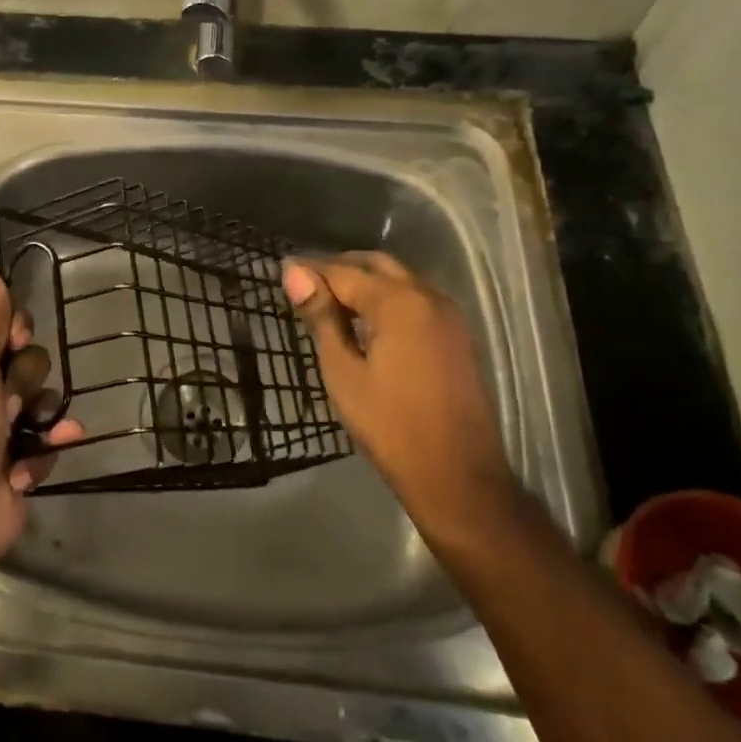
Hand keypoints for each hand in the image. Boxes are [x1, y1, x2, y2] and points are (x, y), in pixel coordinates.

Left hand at [0, 269, 83, 573]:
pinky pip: (49, 438)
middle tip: (9, 397)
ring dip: (40, 414)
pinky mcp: (21, 458)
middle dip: (27, 376)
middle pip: (27, 358)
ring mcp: (1, 425)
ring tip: (24, 433)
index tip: (16, 338)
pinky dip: (46, 447)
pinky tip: (39, 455)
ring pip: (43, 398)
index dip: (13, 327)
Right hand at [283, 252, 519, 546]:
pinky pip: (416, 299)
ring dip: (365, 281)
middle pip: (376, 265)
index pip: (343, 271)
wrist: (457, 476)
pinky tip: (367, 322)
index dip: (310, 270)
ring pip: (399, 280)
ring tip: (330, 303)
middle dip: (339, 268)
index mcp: (398, 302)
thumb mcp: (343, 371)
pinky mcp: (457, 336)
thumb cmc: (389, 426)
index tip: (283, 271)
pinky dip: (388, 298)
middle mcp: (427, 296)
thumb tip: (294, 272)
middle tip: (305, 285)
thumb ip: (321, 317)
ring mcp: (448, 315)